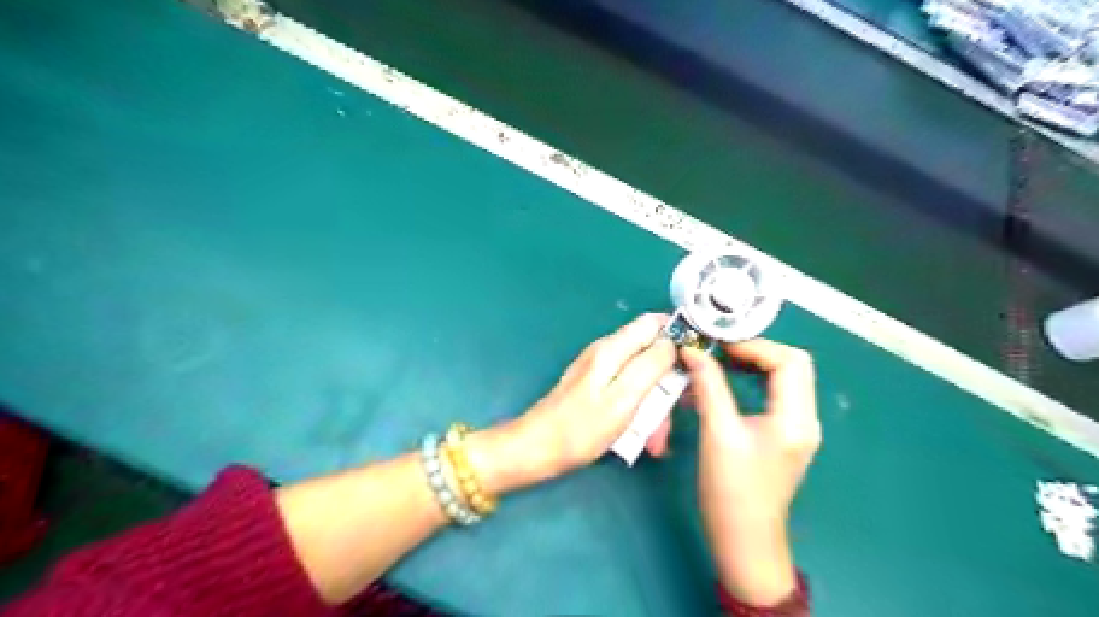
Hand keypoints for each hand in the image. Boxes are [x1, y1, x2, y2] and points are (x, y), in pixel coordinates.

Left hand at [500, 316, 679, 483]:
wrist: (538, 449)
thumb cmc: (581, 429)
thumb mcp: (623, 399)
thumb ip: (650, 366)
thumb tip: (671, 344)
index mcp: (613, 349)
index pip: (653, 323)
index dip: (678, 335)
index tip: (696, 363)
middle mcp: (607, 352)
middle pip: (650, 354)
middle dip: (667, 383)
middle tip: (672, 416)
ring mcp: (600, 370)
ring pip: (641, 378)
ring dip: (654, 405)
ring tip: (655, 440)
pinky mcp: (596, 388)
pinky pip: (627, 392)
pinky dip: (638, 411)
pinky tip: (641, 437)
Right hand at [645, 340, 819, 605]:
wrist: (743, 541)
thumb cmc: (731, 490)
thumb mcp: (717, 432)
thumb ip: (709, 386)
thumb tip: (693, 352)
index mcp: (796, 419)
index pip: (790, 361)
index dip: (756, 346)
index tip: (720, 345)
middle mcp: (805, 420)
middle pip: (792, 366)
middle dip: (755, 352)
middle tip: (719, 351)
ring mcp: (797, 429)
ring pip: (783, 380)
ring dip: (753, 365)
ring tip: (718, 363)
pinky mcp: (784, 437)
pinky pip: (774, 396)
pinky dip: (752, 382)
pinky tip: (725, 385)